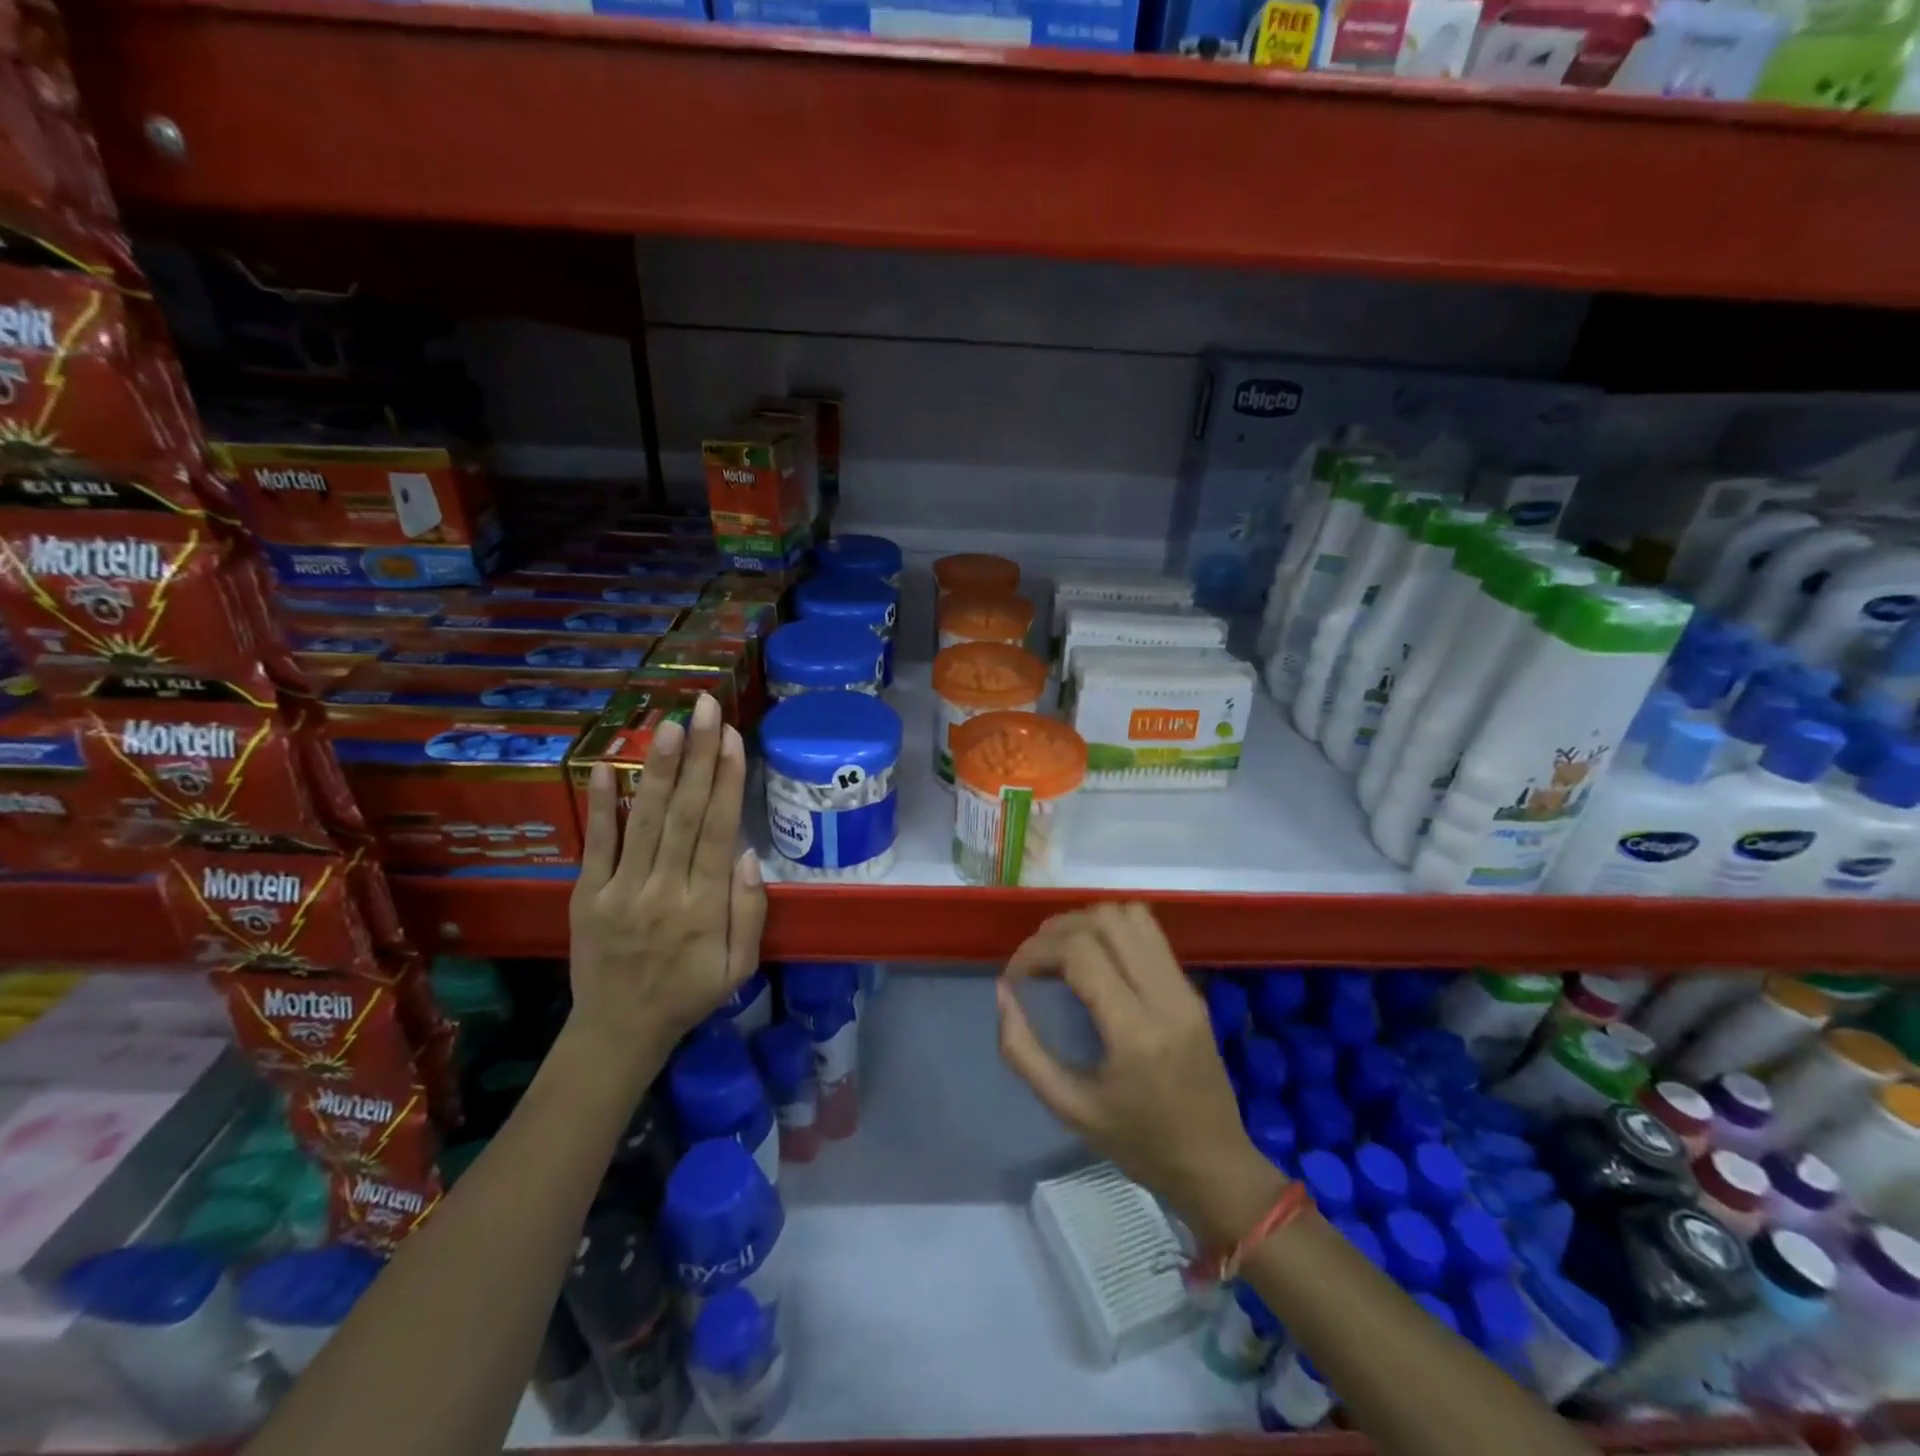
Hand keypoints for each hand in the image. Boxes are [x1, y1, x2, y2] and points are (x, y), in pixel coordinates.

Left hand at [568, 692, 767, 1071]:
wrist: (618, 1031)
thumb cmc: (689, 994)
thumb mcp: (740, 967)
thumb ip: (749, 912)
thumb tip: (749, 855)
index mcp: (705, 907)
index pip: (719, 831)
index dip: (727, 781)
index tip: (733, 738)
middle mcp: (664, 890)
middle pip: (685, 814)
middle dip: (698, 756)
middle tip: (705, 708)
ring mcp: (621, 890)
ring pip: (645, 820)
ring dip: (658, 769)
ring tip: (669, 724)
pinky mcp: (586, 895)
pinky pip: (596, 844)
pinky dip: (601, 805)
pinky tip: (606, 766)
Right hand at [997, 903, 1285, 1247]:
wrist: (1216, 1166)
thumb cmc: (1139, 1145)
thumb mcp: (1069, 1108)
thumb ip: (1024, 1051)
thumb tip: (1003, 992)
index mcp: (1134, 1032)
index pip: (1079, 952)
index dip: (1036, 951)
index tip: (1015, 977)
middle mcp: (1164, 996)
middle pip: (1105, 921)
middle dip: (1057, 930)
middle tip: (1035, 963)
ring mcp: (1184, 987)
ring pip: (1131, 915)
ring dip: (1088, 923)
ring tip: (1063, 954)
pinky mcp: (1192, 988)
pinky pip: (1150, 933)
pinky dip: (1114, 931)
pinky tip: (1096, 960)